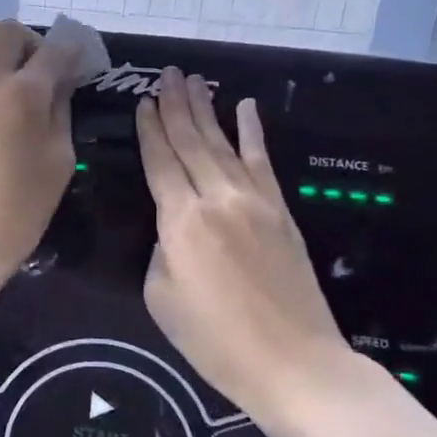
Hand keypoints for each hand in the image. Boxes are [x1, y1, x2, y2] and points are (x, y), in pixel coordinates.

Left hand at [0, 20, 79, 288]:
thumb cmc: (22, 206)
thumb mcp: (59, 158)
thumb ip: (61, 110)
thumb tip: (61, 83)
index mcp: (23, 91)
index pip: (54, 47)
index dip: (74, 48)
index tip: (86, 61)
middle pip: (9, 33)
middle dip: (35, 44)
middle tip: (51, 76)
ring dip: (12, 62)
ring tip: (32, 100)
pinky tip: (8, 120)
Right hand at [136, 68, 355, 419]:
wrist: (293, 363)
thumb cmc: (215, 340)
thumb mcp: (161, 298)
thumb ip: (160, 251)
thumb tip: (172, 229)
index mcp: (180, 221)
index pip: (160, 161)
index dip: (149, 129)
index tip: (143, 101)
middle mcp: (216, 198)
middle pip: (191, 141)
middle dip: (176, 105)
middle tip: (166, 73)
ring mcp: (254, 200)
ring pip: (223, 143)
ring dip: (207, 109)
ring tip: (194, 81)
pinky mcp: (281, 211)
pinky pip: (263, 161)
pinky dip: (253, 132)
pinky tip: (247, 107)